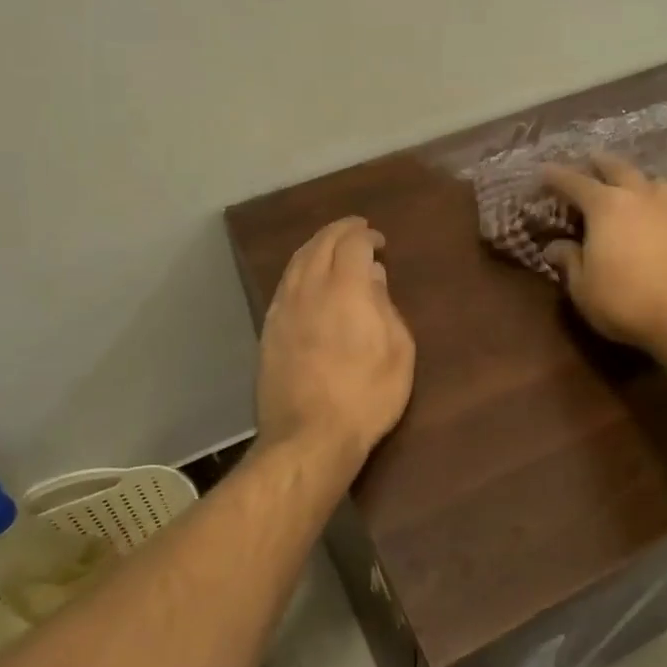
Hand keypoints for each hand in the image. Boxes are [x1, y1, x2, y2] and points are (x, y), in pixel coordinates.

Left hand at [256, 217, 415, 469]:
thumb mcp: (398, 352)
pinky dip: (299, 270)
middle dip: (339, 231)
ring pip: (296, 262)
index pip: (352, 244)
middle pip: (319, 244)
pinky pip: (284, 285)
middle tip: (356, 229)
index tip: (379, 241)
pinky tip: (307, 279)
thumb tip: (374, 276)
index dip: (366, 235)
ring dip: (316, 246)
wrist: (309, 437)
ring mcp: (283, 309)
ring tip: (331, 247)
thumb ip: (386, 307)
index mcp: (345, 289)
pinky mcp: (268, 330)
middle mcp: (309, 289)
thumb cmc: (366, 396)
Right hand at [540, 154, 666, 350]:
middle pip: (617, 168)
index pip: (574, 182)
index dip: (555, 176)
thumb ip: (569, 260)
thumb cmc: (624, 300)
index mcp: (605, 205)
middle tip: (588, 162)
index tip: (543, 172)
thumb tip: (555, 247)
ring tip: (628, 186)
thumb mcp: (582, 286)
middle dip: (599, 163)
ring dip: (635, 179)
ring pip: (651, 181)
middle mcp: (638, 196)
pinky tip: (661, 218)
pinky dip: (662, 206)